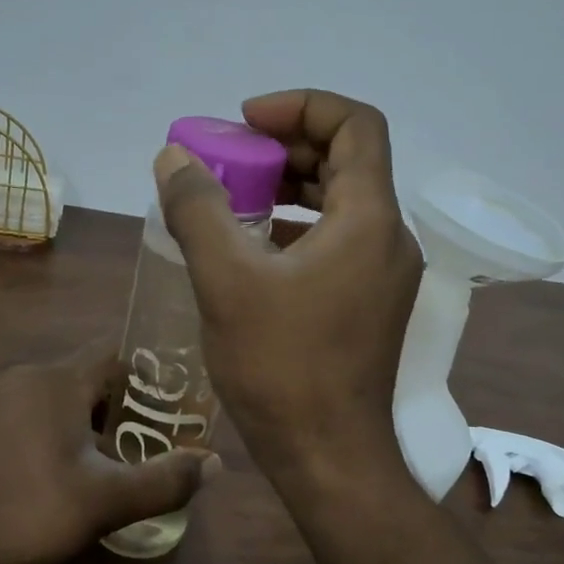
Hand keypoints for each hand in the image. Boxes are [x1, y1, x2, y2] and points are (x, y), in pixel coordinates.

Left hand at [0, 342, 220, 563]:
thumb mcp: (106, 502)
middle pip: (89, 378)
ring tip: (116, 460)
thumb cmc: (27, 512)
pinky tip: (67, 473)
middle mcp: (24, 378)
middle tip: (151, 440)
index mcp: (56, 380)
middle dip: (123, 406)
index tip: (174, 405)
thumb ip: (164, 481)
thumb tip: (215, 464)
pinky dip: (59, 432)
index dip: (149, 376)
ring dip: (90, 422)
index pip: (116, 354)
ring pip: (60, 399)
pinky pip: (34, 415)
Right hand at [154, 89, 423, 489]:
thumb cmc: (281, 367)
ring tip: (236, 197)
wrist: (328, 457)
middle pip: (348, 161)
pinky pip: (338, 243)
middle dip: (287, 147)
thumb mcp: (227, 281)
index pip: (355, 124)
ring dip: (292, 187)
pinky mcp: (371, 305)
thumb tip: (174, 158)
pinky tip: (254, 249)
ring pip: (342, 204)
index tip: (245, 121)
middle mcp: (389, 239)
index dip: (301, 106)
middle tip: (231, 159)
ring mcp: (385, 276)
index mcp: (369, 219)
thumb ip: (198, 209)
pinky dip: (299, 228)